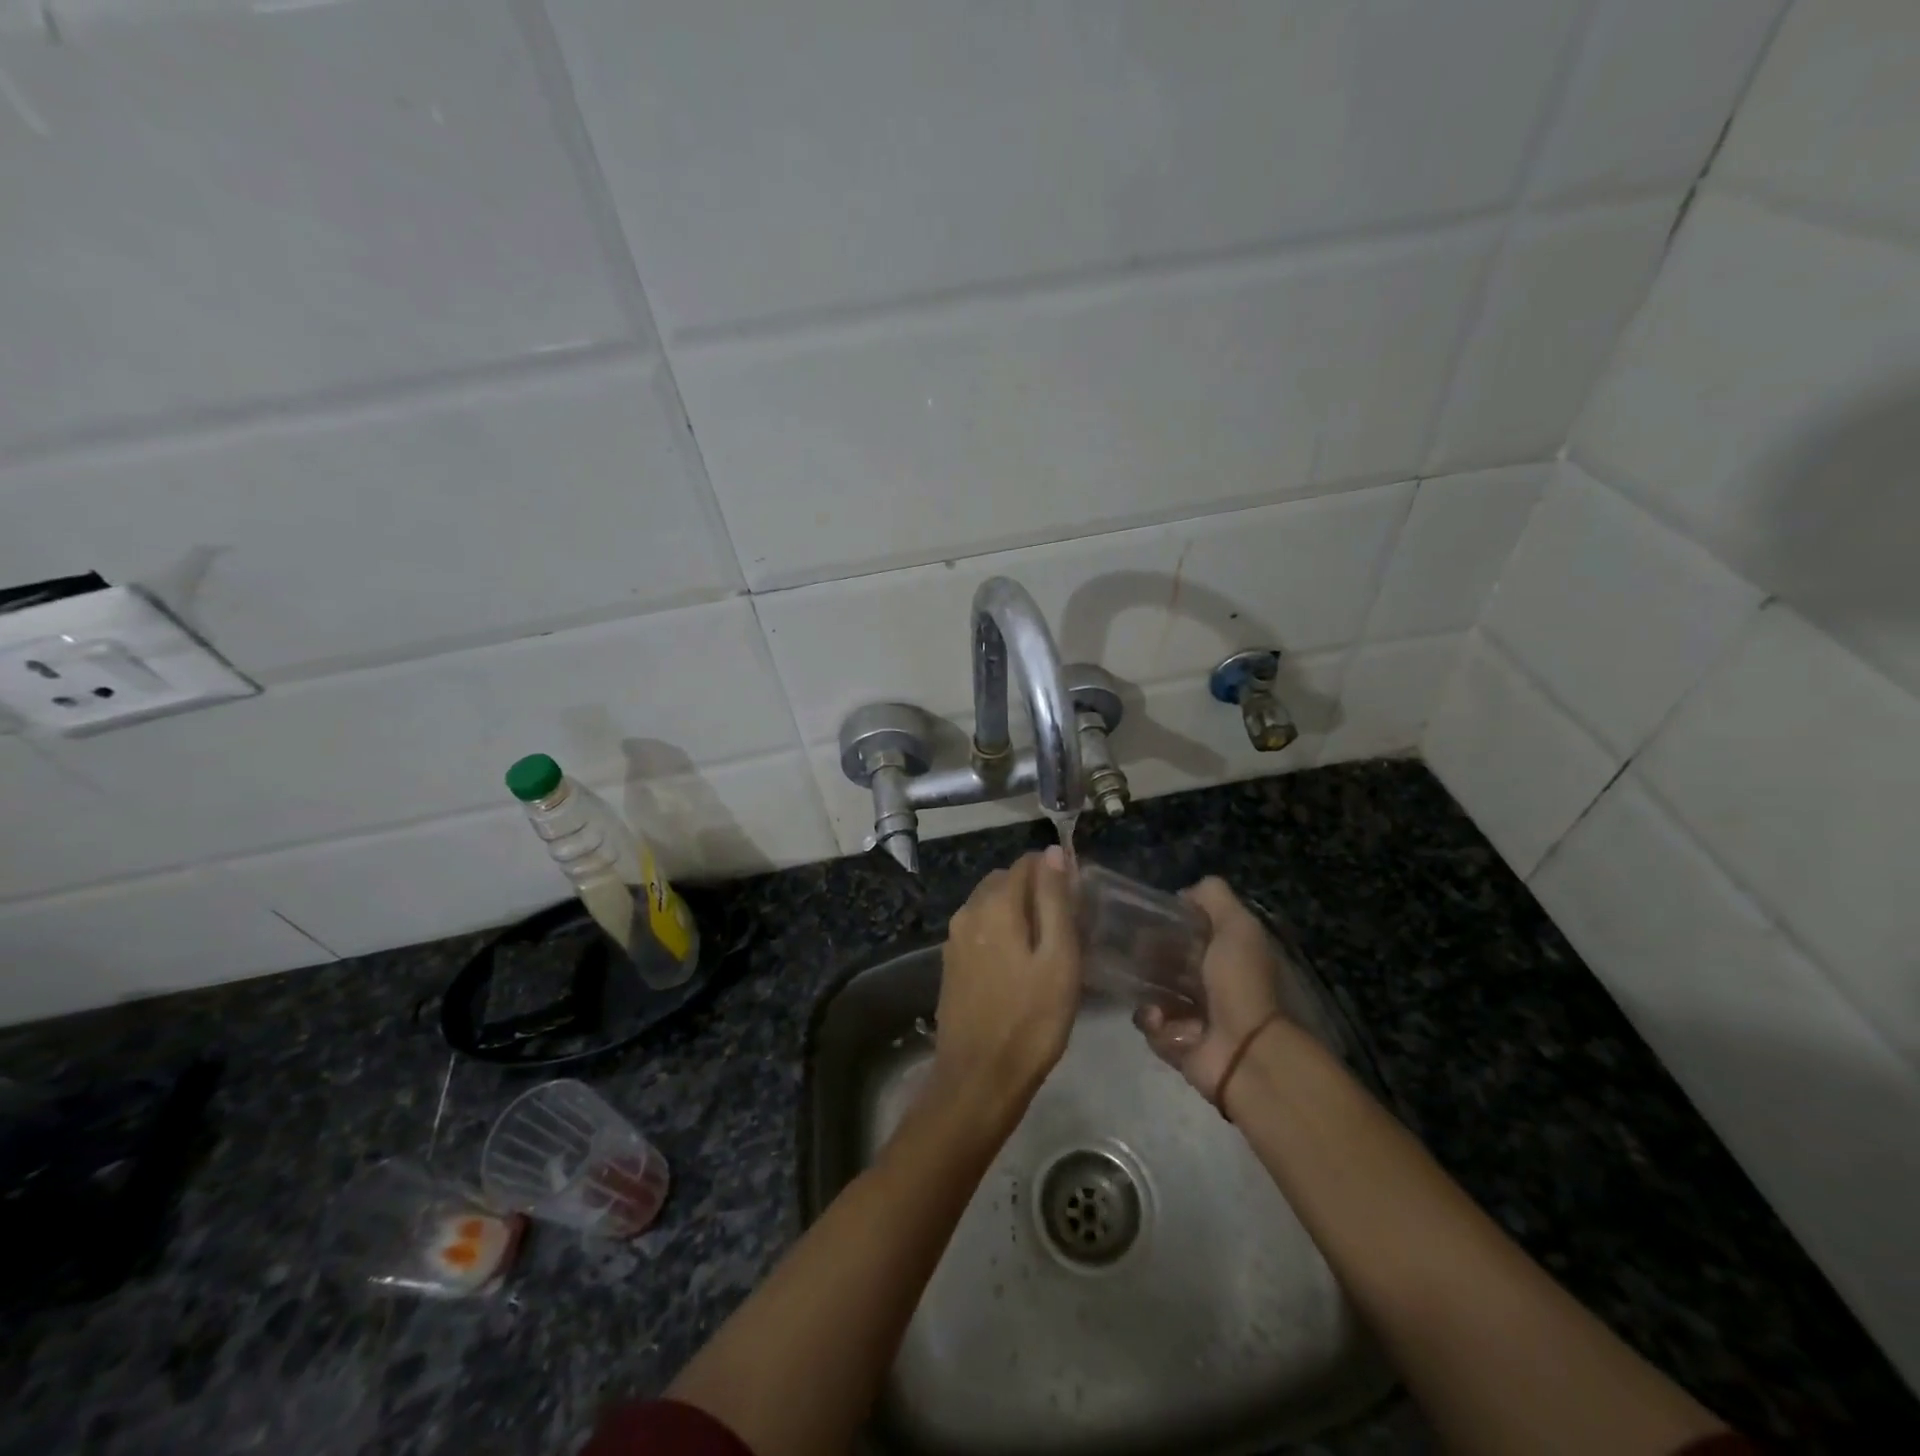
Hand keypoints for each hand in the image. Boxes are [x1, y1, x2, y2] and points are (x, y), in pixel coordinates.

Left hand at [931, 849, 1080, 1122]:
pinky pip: (980, 930)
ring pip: (990, 905)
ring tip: (1047, 948)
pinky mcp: (951, 963)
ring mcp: (954, 939)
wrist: (978, 1079)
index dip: (1054, 873)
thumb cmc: (1031, 1020)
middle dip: (1035, 891)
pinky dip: (1001, 932)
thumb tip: (1052, 853)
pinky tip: (1020, 966)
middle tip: (1067, 927)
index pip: (1026, 863)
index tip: (1078, 901)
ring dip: (1018, 912)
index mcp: (994, 905)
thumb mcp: (1058, 959)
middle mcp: (968, 912)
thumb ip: (1055, 901)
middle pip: (1005, 881)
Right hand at [1136, 877, 1287, 1102]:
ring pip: (1154, 993)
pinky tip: (1161, 1020)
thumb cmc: (1240, 982)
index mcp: (1229, 955)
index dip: (1169, 924)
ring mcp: (1197, 1016)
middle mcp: (1214, 984)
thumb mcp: (1236, 924)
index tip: (1147, 920)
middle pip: (1168, 962)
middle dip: (1149, 957)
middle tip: (1135, 954)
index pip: (1191, 933)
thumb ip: (1213, 897)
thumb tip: (1183, 894)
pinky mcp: (1179, 1044)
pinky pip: (1152, 1026)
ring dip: (1147, 993)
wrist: (1245, 1049)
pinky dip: (1153, 1022)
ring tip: (1151, 996)